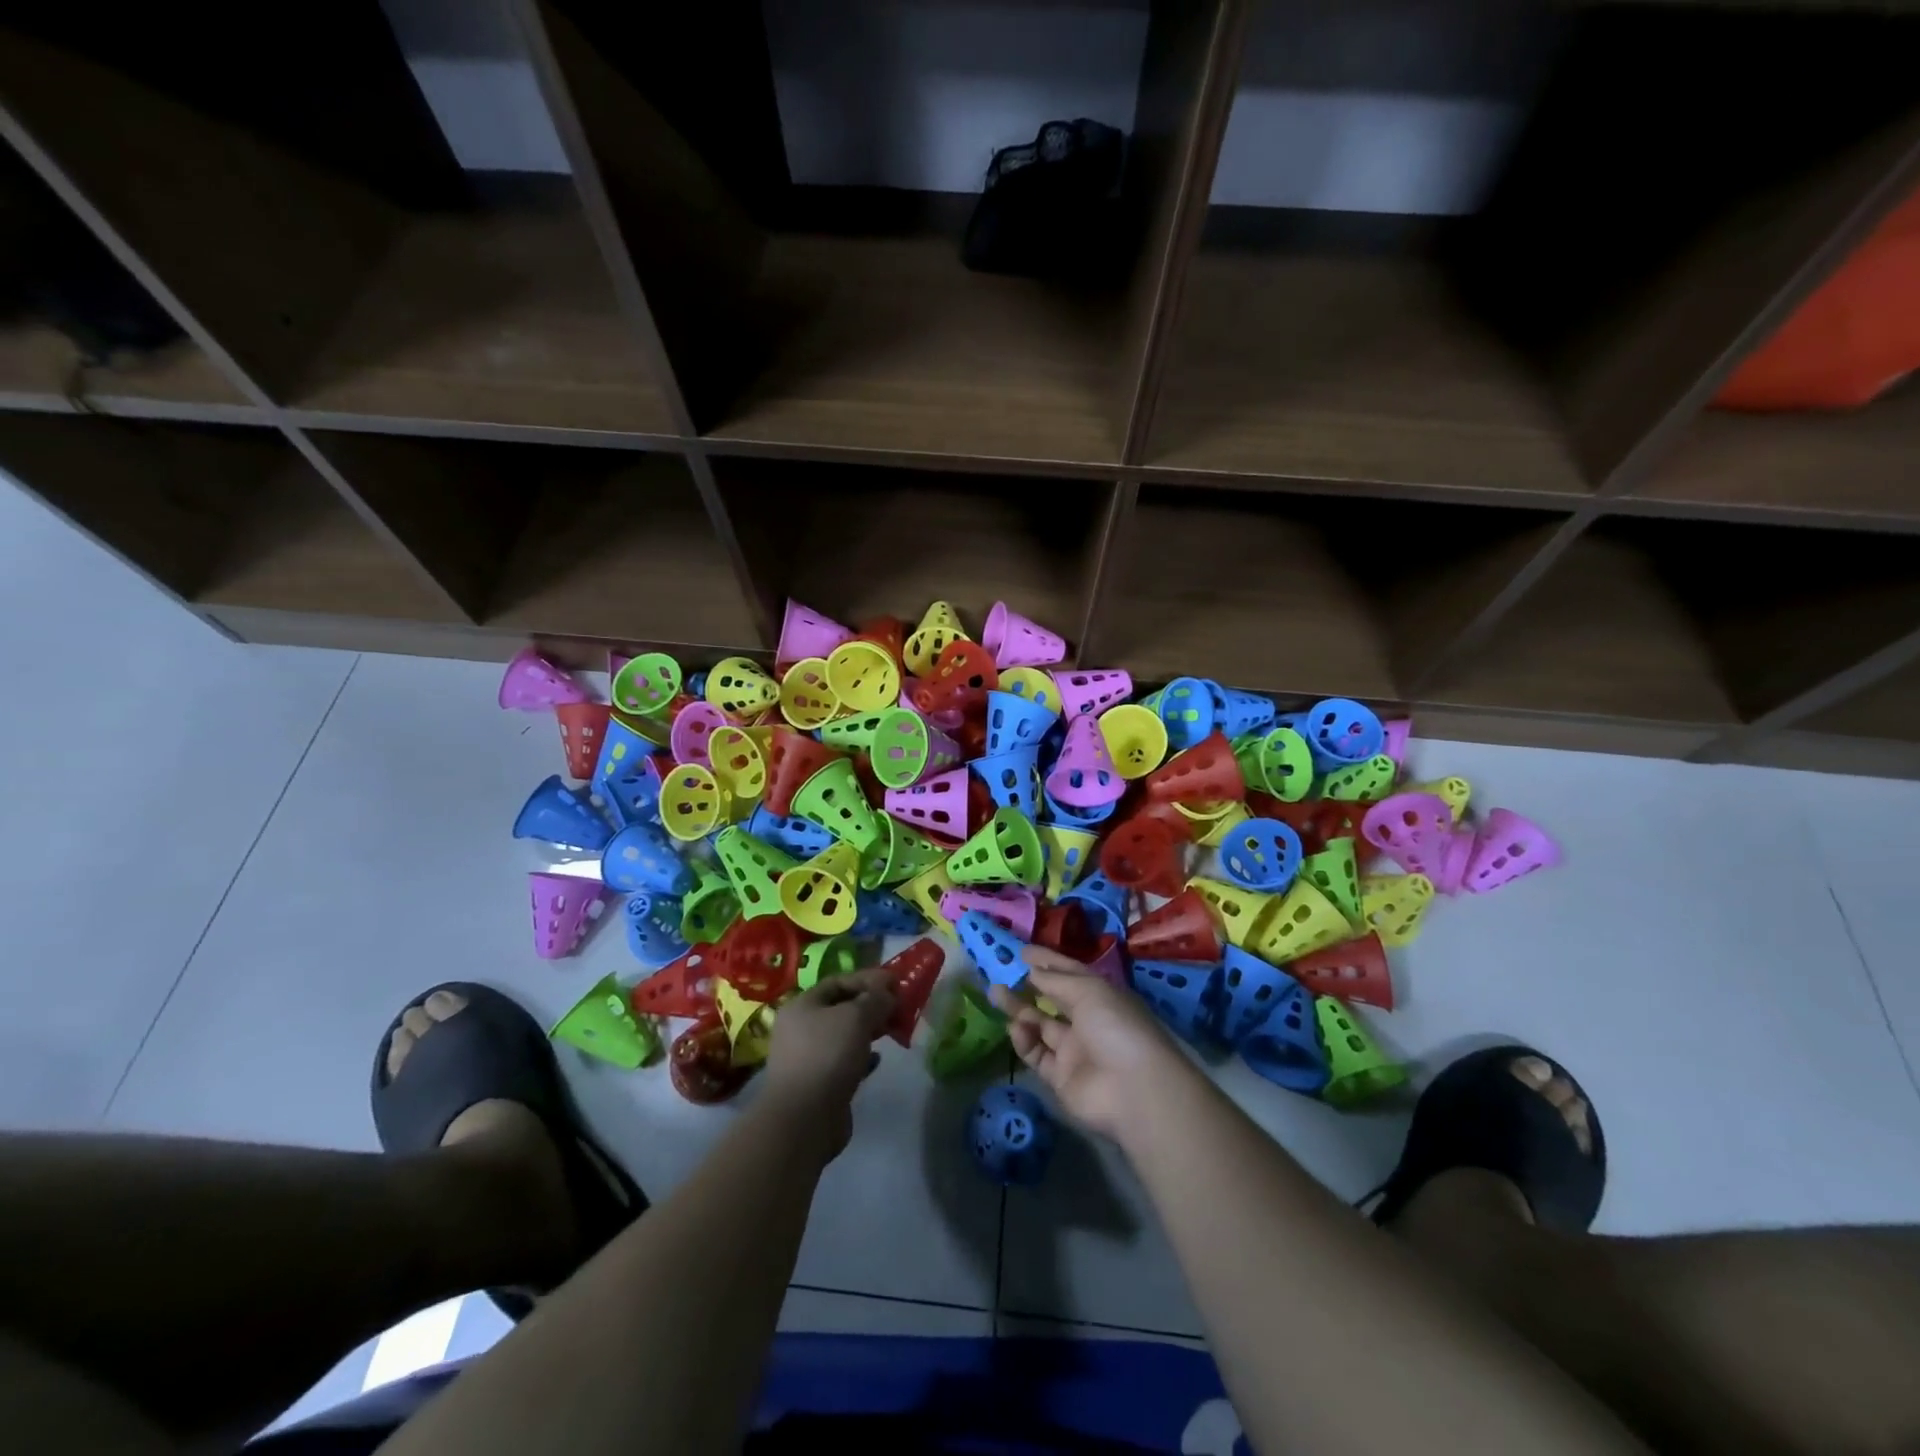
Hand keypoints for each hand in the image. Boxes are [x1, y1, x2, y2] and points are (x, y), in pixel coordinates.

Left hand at [763, 970, 894, 1155]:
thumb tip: (888, 994)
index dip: (868, 979)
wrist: (804, 1119)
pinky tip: (877, 1059)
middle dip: (871, 1005)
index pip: (838, 981)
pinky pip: (845, 1062)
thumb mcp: (857, 1017)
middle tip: (899, 1007)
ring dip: (869, 1031)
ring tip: (893, 1030)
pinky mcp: (819, 1083)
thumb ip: (876, 999)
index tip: (895, 982)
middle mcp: (801, 1028)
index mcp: (803, 1005)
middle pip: (841, 1008)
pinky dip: (863, 1057)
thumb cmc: (828, 1056)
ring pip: (844, 1035)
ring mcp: (809, 1057)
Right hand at [988, 948, 1195, 1141]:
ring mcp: (1074, 1050)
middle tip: (999, 972)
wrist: (1132, 1089)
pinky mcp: (1060, 1077)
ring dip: (1019, 1010)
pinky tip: (1016, 1028)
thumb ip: (1055, 981)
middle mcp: (1087, 1020)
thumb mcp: (1088, 991)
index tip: (1020, 951)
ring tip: (995, 993)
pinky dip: (1024, 1040)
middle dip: (1027, 985)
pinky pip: (1037, 1054)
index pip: (1069, 973)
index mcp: (1100, 996)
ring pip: (1040, 1025)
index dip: (1046, 961)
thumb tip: (1031, 969)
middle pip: (1052, 999)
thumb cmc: (1115, 1026)